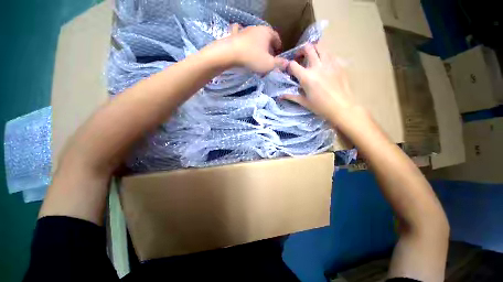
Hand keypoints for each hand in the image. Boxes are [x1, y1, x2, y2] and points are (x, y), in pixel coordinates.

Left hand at [212, 24, 287, 73]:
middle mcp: (257, 29)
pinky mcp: (236, 35)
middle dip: (269, 48)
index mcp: (267, 33)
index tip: (278, 54)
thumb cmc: (253, 58)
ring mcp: (245, 31)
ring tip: (258, 57)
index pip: (277, 38)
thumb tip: (287, 63)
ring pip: (256, 39)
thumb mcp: (269, 64)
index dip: (279, 47)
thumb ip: (279, 64)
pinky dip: (245, 40)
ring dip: (258, 47)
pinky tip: (244, 42)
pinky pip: (243, 37)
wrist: (231, 53)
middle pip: (266, 38)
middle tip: (269, 58)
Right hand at [282, 43, 354, 123]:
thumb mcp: (304, 102)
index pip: (293, 64)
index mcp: (307, 77)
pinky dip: (325, 56)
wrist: (341, 107)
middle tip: (300, 57)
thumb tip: (280, 96)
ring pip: (321, 47)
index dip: (289, 65)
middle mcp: (317, 66)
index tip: (289, 70)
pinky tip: (324, 64)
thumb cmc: (320, 107)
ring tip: (313, 58)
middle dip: (301, 50)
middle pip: (308, 48)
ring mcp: (330, 64)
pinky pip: (331, 54)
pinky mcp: (339, 65)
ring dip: (314, 50)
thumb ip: (291, 96)